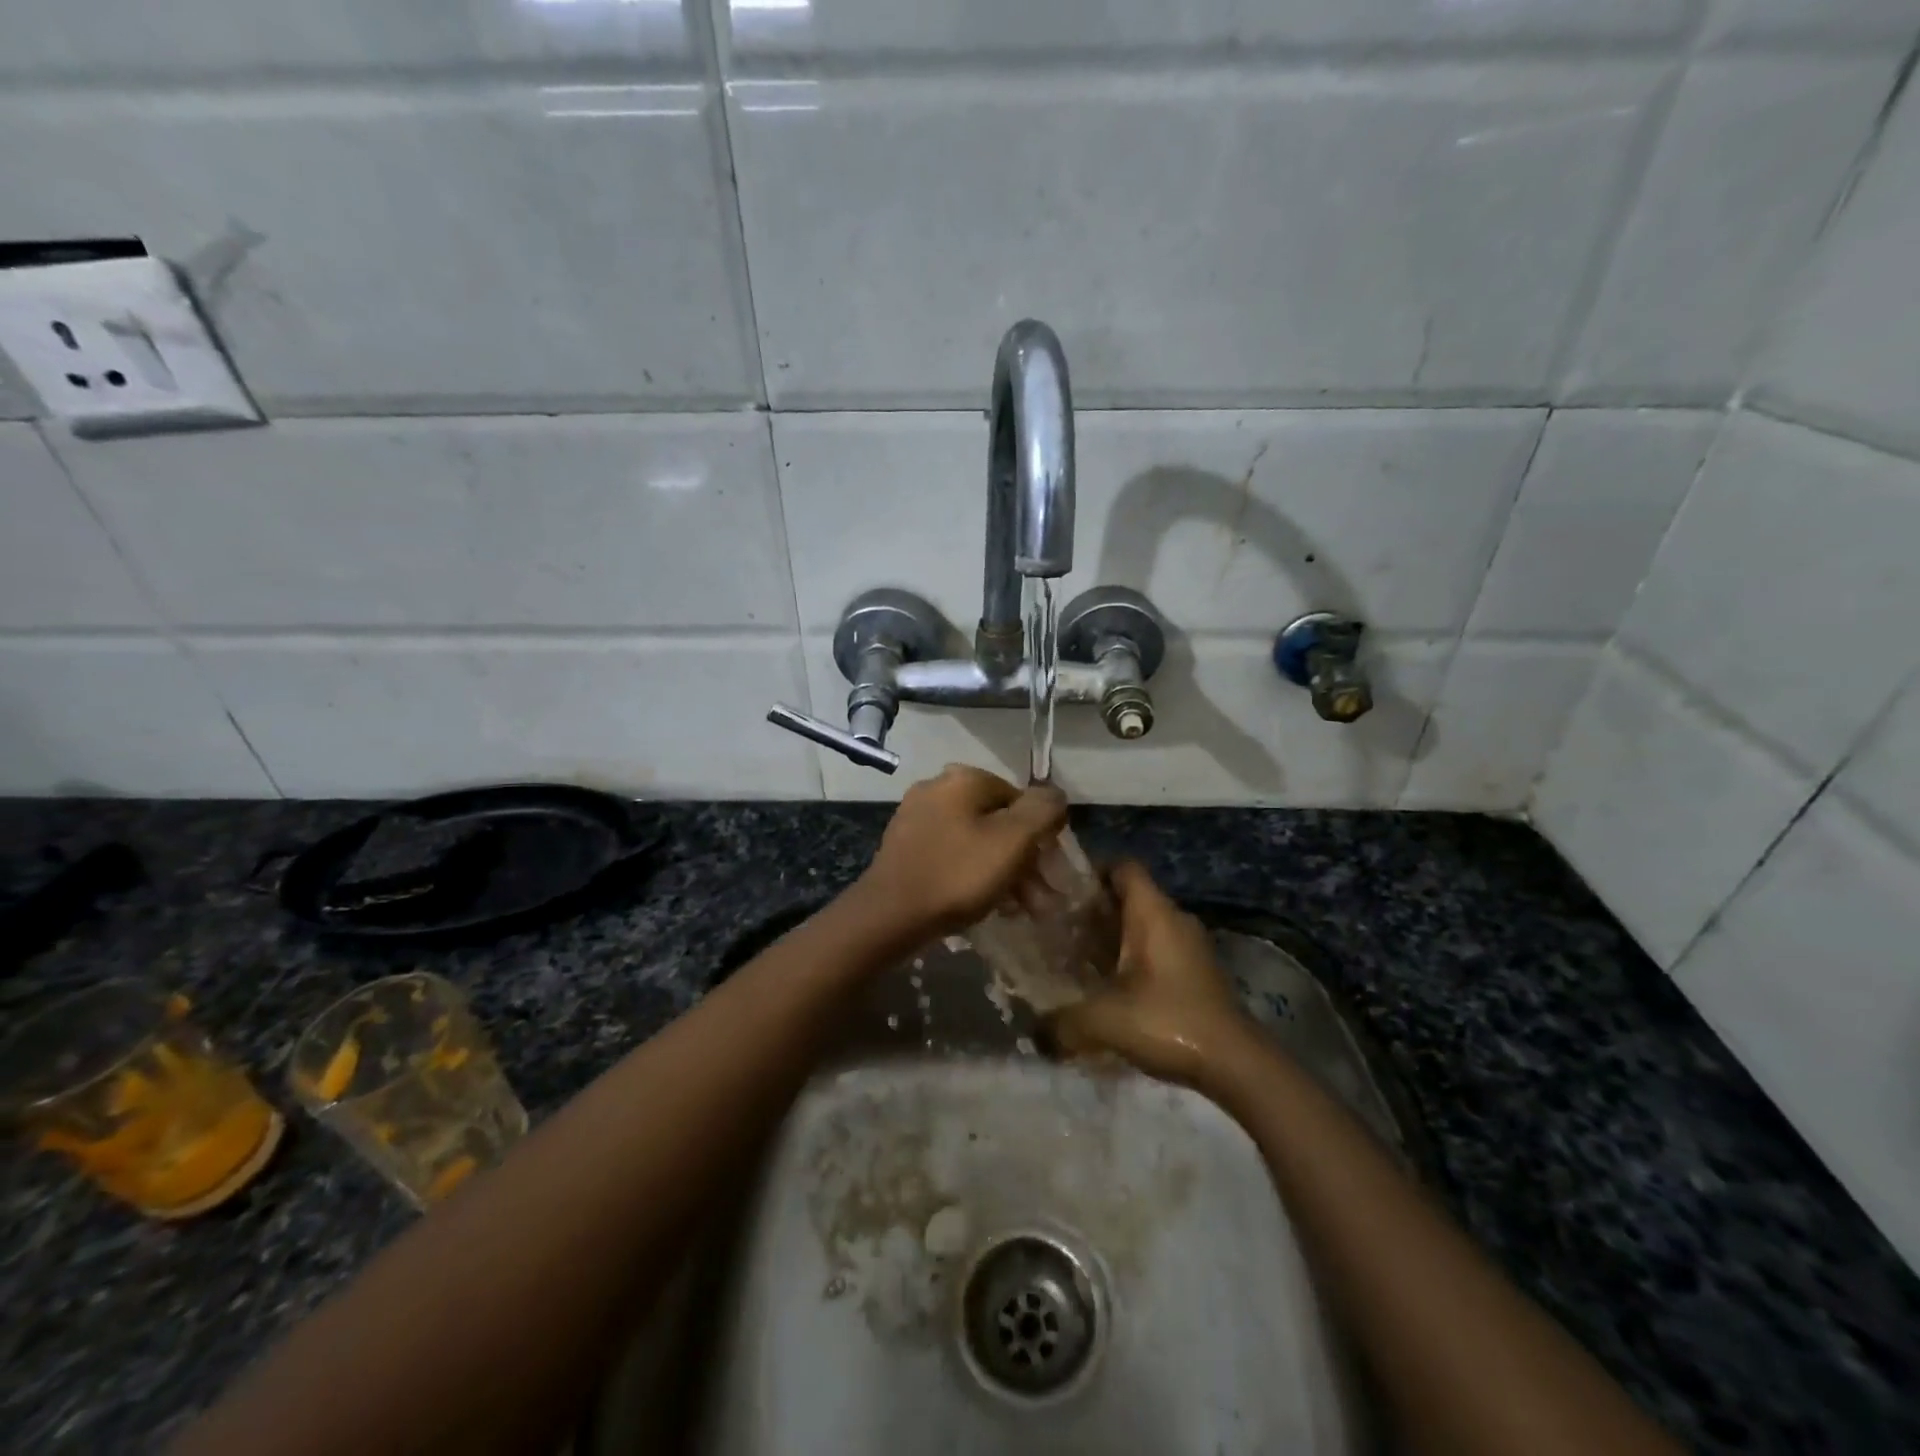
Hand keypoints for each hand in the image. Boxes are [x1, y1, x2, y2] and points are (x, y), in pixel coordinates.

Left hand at [854, 765, 1068, 936]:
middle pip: (998, 822)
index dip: (1043, 836)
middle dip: (1025, 861)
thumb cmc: (958, 873)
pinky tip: (988, 905)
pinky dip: (974, 876)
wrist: (889, 914)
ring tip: (1021, 911)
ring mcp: (917, 817)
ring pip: (977, 842)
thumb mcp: (1013, 841)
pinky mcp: (905, 846)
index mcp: (964, 779)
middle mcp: (938, 788)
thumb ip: (1042, 811)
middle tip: (1042, 901)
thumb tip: (1056, 795)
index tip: (1053, 873)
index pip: (1021, 799)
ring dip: (1005, 873)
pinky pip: (953, 855)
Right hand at [1048, 861, 1253, 1087]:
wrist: (1236, 1063)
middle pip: (1127, 897)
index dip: (1090, 871)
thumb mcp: (1104, 1020)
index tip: (1059, 891)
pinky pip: (1155, 949)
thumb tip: (1033, 1031)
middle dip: (1091, 910)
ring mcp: (1188, 946)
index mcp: (1153, 913)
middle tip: (1055, 928)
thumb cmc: (1168, 1021)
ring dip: (1110, 937)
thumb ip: (1061, 1022)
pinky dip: (1129, 959)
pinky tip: (1106, 986)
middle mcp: (1173, 919)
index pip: (1122, 867)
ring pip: (1141, 926)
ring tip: (1073, 957)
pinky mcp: (1195, 972)